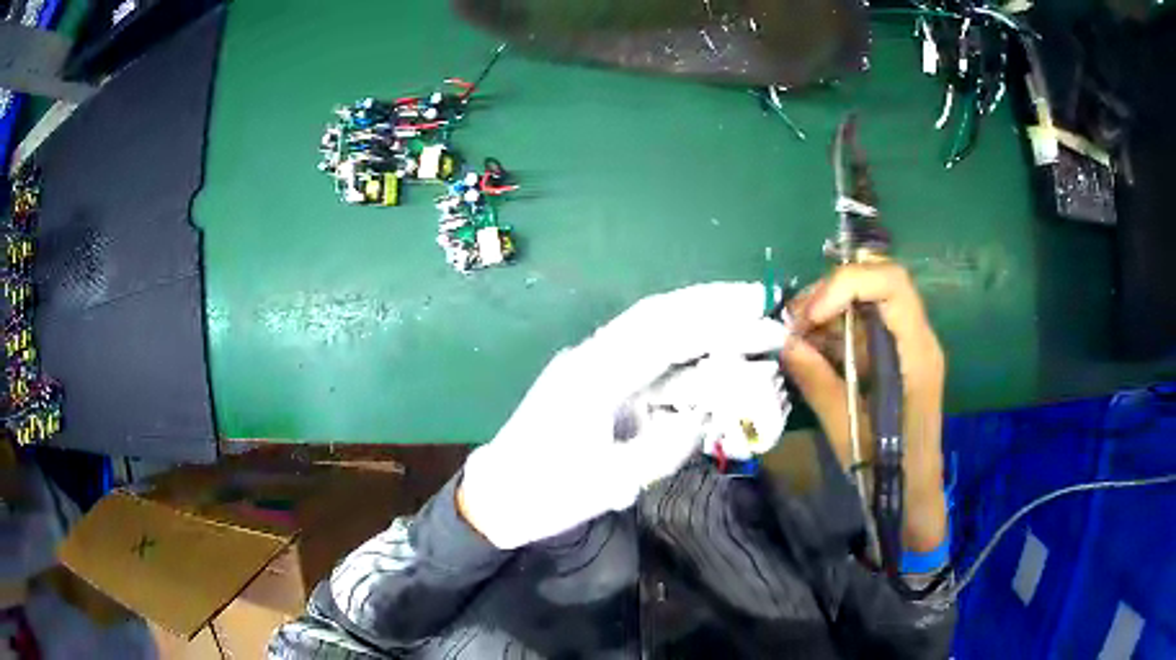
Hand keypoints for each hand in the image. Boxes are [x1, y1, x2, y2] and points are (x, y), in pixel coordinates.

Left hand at [458, 283, 787, 548]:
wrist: (498, 494)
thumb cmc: (547, 492)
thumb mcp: (610, 483)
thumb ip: (663, 448)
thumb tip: (703, 418)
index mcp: (592, 376)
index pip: (661, 332)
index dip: (712, 316)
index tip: (754, 305)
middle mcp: (592, 358)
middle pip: (657, 317)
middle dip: (709, 305)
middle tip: (757, 299)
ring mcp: (592, 366)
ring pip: (651, 331)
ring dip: (696, 321)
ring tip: (742, 315)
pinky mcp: (595, 381)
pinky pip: (645, 356)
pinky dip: (680, 349)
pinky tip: (706, 350)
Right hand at [781, 263, 947, 551]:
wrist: (913, 497)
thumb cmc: (889, 471)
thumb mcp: (849, 432)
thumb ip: (820, 384)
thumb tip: (787, 345)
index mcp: (917, 353)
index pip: (891, 284)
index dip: (847, 284)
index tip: (809, 316)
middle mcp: (917, 338)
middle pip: (877, 284)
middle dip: (830, 294)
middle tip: (793, 324)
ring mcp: (907, 346)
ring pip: (867, 301)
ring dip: (828, 311)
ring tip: (795, 338)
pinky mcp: (894, 357)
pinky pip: (864, 327)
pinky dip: (834, 330)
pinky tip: (811, 351)